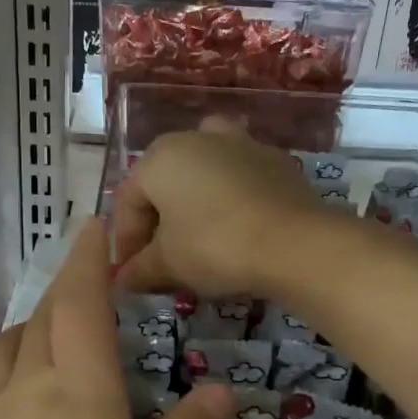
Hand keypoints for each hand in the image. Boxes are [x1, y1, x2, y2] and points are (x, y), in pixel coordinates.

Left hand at [0, 220, 234, 418]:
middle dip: (64, 289)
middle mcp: (27, 387)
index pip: (81, 302)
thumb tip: (220, 388)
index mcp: (79, 386)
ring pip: (8, 350)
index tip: (93, 225)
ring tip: (51, 334)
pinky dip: (11, 372)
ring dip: (32, 327)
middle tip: (86, 282)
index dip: (88, 259)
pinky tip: (21, 408)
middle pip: (42, 318)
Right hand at [113, 120, 331, 299]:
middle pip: (165, 182)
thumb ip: (139, 270)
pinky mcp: (276, 161)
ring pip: (205, 173)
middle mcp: (197, 138)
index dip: (125, 242)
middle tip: (162, 261)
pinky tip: (237, 231)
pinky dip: (230, 201)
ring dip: (195, 202)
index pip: (128, 201)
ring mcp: (241, 144)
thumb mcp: (167, 264)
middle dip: (159, 222)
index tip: (132, 275)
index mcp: (160, 156)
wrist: (294, 243)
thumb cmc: (215, 246)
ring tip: (199, 237)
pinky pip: (240, 180)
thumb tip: (123, 280)